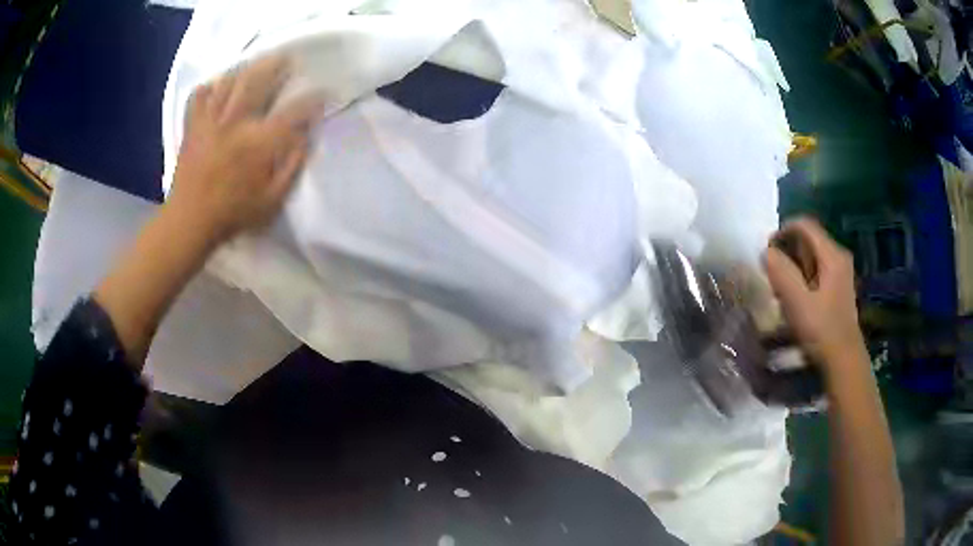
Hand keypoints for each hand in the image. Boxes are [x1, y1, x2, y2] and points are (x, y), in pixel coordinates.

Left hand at [167, 55, 322, 244]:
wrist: (189, 222)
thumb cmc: (233, 214)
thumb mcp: (272, 200)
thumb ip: (292, 166)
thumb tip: (305, 136)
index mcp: (257, 144)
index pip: (293, 111)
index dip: (312, 99)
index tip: (323, 93)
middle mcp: (234, 124)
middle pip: (257, 81)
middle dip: (276, 66)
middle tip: (287, 59)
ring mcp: (209, 122)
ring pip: (229, 81)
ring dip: (246, 68)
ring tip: (256, 65)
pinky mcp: (192, 126)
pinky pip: (198, 96)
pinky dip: (208, 87)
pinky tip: (218, 87)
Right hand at [764, 218, 865, 377]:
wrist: (843, 362)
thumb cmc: (821, 330)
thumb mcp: (797, 301)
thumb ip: (781, 272)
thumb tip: (766, 251)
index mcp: (832, 255)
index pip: (805, 225)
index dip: (783, 231)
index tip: (767, 250)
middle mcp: (839, 257)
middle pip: (809, 239)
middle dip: (787, 250)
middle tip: (772, 272)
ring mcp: (841, 274)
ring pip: (812, 256)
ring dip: (794, 266)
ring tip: (780, 287)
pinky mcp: (839, 289)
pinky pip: (817, 271)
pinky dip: (803, 277)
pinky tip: (795, 299)